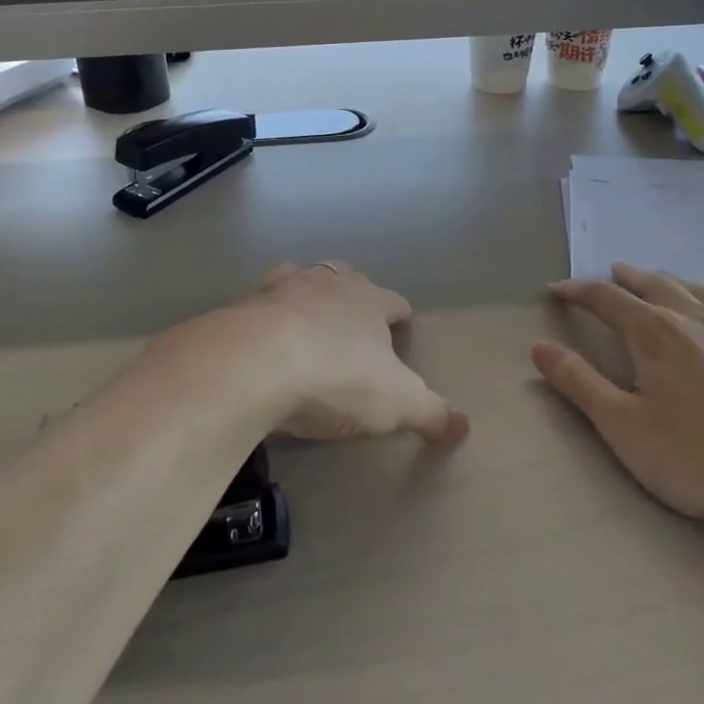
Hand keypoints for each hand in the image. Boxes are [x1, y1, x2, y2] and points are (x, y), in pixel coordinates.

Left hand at [234, 262, 469, 445]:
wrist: (253, 364)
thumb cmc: (336, 377)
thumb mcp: (396, 403)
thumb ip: (431, 412)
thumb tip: (464, 425)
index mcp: (367, 300)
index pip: (392, 301)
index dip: (398, 313)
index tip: (401, 322)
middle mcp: (326, 284)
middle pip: (345, 278)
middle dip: (352, 294)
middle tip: (353, 318)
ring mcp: (279, 289)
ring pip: (299, 281)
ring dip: (305, 296)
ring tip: (305, 319)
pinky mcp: (240, 306)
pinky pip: (257, 306)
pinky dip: (263, 317)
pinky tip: (260, 338)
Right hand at [532, 263, 703, 524]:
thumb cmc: (696, 456)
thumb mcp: (622, 425)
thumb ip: (579, 383)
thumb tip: (540, 347)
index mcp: (655, 332)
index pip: (607, 299)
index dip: (578, 292)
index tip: (556, 290)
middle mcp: (695, 320)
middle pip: (654, 285)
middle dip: (626, 278)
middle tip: (609, 274)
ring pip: (695, 291)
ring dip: (669, 280)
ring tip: (657, 280)